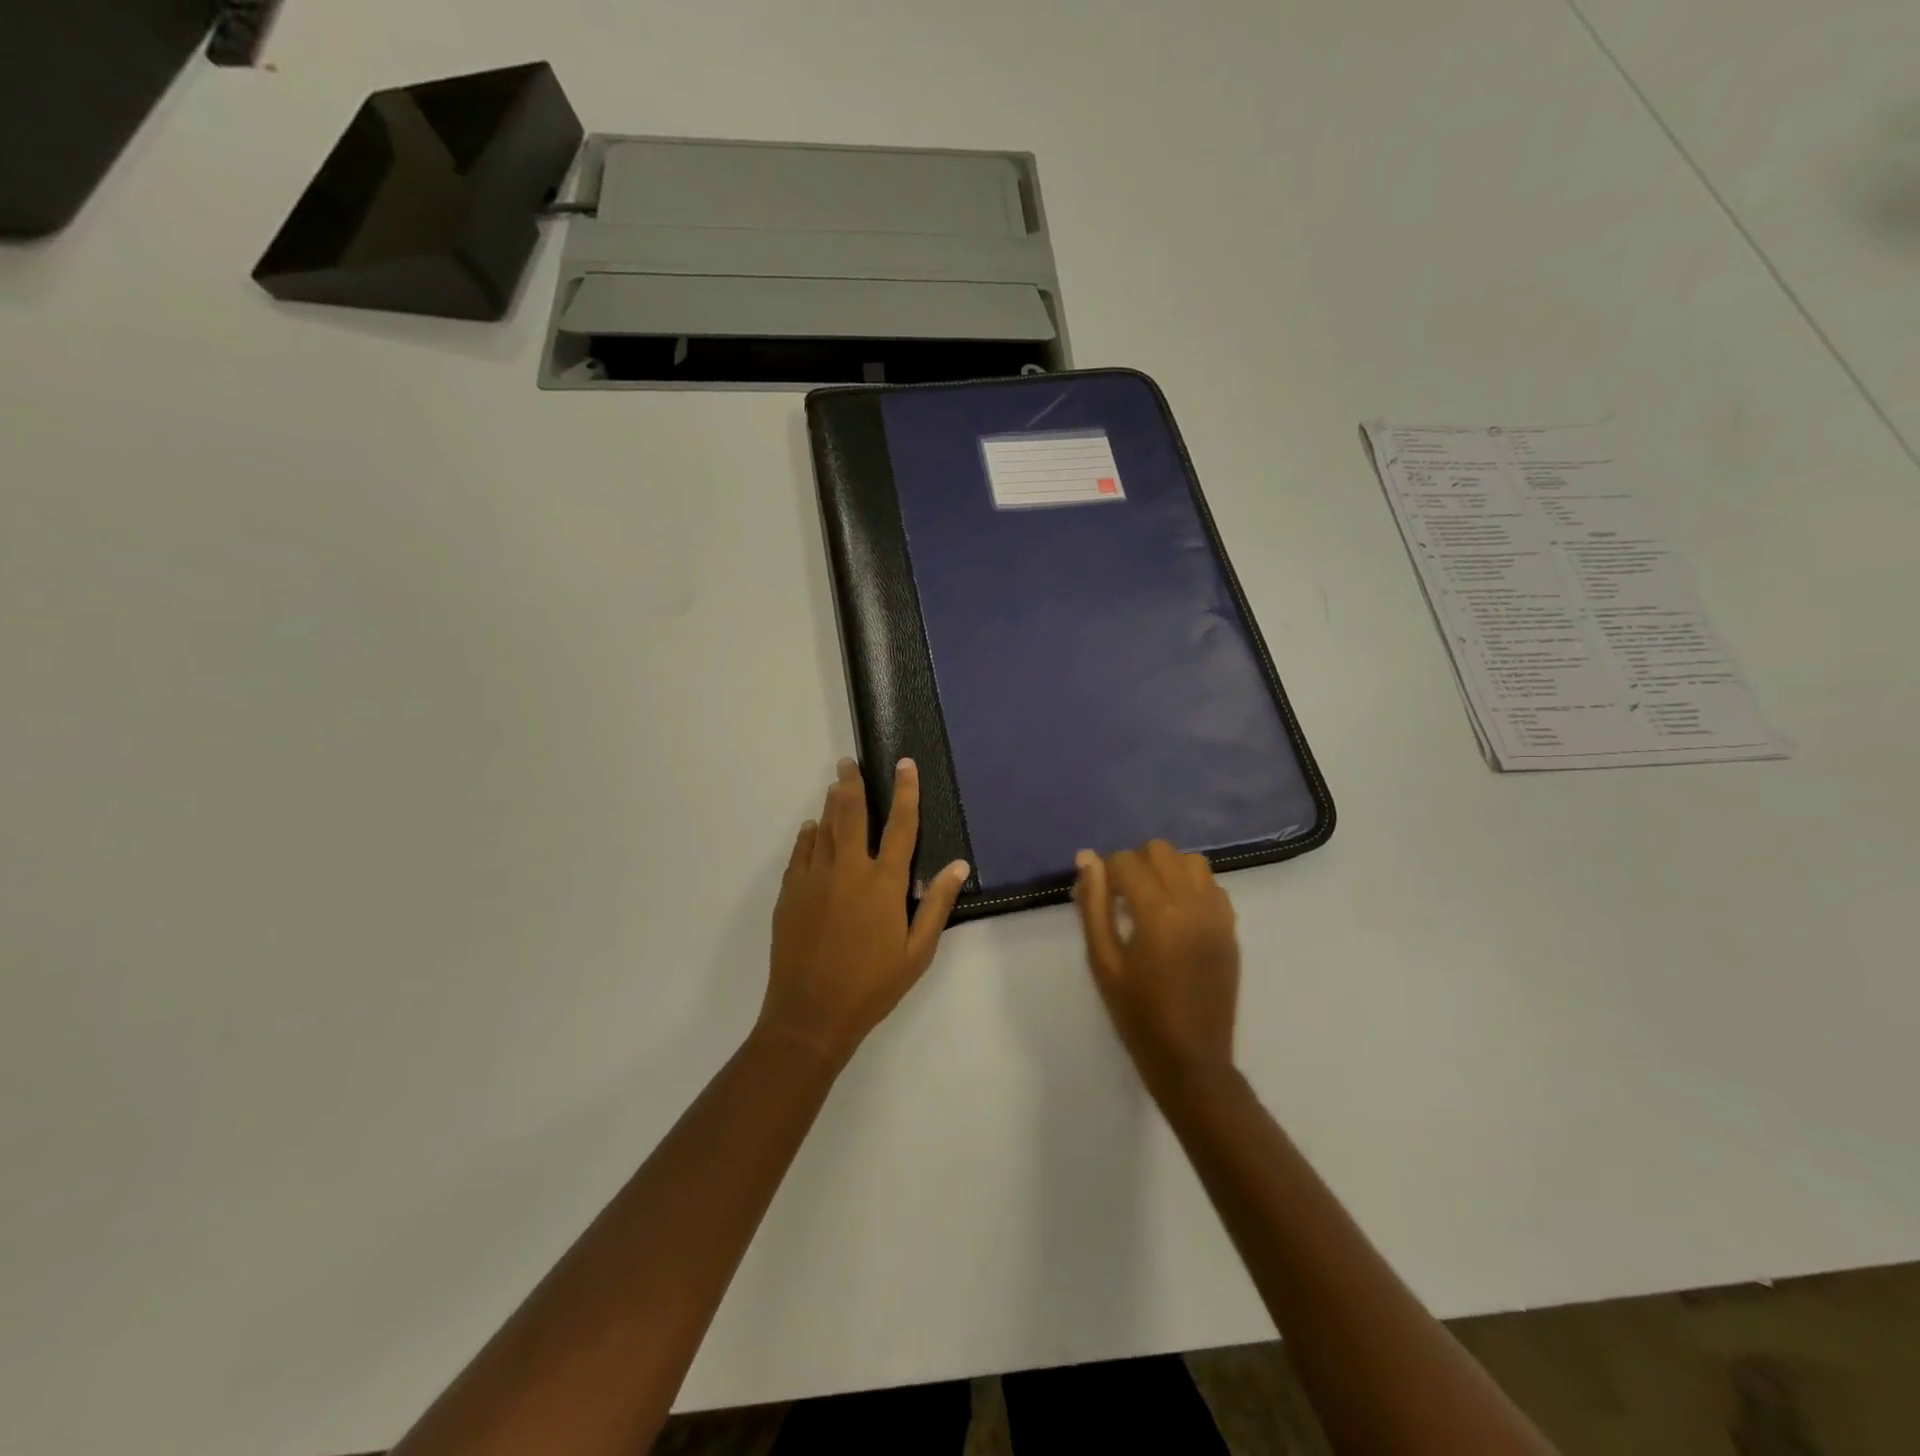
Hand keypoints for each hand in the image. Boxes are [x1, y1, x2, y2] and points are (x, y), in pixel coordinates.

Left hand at [760, 758, 969, 1066]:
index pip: (900, 826)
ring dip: (830, 804)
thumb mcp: (917, 951)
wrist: (811, 1013)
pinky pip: (800, 853)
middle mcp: (848, 870)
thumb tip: (959, 865)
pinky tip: (811, 828)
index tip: (904, 764)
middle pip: (852, 815)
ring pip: (824, 829)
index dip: (905, 792)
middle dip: (853, 784)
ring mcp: (815, 879)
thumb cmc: (873, 985)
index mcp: (883, 883)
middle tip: (849, 762)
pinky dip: (808, 836)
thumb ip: (936, 904)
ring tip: (834, 784)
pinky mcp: (790, 893)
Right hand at [1073, 841, 1240, 1098]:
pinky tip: (1178, 915)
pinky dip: (1192, 887)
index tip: (1099, 898)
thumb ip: (1094, 905)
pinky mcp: (1231, 929)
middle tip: (1123, 898)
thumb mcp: (1103, 961)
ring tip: (1152, 901)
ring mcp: (1217, 915)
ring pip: (1191, 861)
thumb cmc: (1138, 1014)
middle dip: (1136, 864)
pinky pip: (1213, 886)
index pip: (1126, 861)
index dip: (1106, 873)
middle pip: (1160, 850)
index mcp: (1157, 913)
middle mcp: (1192, 904)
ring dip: (1167, 870)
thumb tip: (1086, 858)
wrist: (1191, 1060)